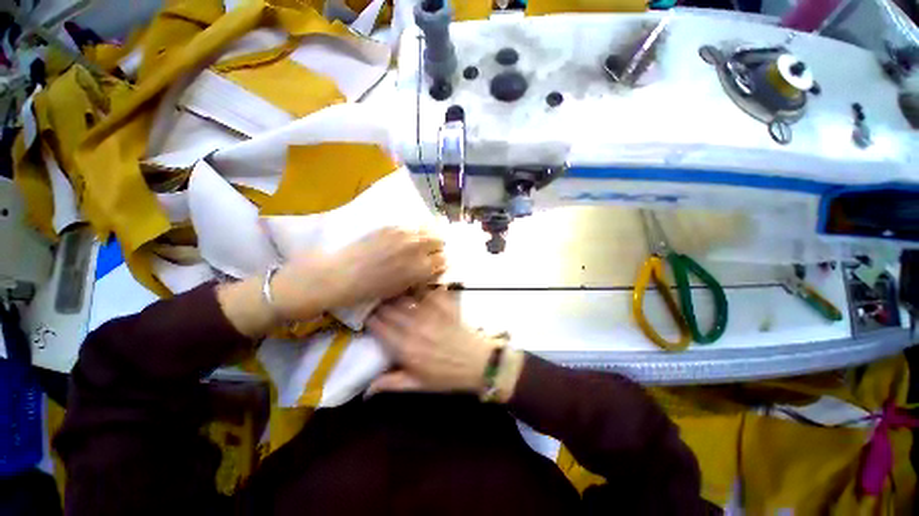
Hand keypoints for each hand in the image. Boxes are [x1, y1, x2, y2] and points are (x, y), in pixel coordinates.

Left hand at [272, 228, 445, 319]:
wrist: (340, 275)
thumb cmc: (371, 290)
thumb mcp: (401, 289)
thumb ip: (420, 278)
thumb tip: (431, 270)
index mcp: (421, 268)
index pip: (444, 259)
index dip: (441, 262)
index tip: (436, 264)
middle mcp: (417, 248)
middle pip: (440, 240)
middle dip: (438, 246)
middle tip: (430, 251)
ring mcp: (404, 234)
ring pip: (428, 228)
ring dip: (429, 235)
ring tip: (421, 241)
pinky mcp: (391, 226)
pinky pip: (412, 223)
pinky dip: (415, 229)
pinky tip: (408, 235)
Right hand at [366, 289, 522, 399]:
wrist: (477, 363)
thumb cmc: (446, 376)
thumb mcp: (417, 385)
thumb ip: (391, 383)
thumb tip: (365, 390)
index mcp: (404, 347)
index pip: (378, 326)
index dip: (369, 319)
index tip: (365, 315)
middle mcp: (414, 326)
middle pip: (389, 309)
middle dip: (379, 304)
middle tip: (376, 302)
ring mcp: (431, 313)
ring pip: (406, 298)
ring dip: (396, 294)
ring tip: (391, 291)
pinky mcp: (444, 306)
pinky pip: (430, 291)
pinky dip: (422, 287)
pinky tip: (417, 285)